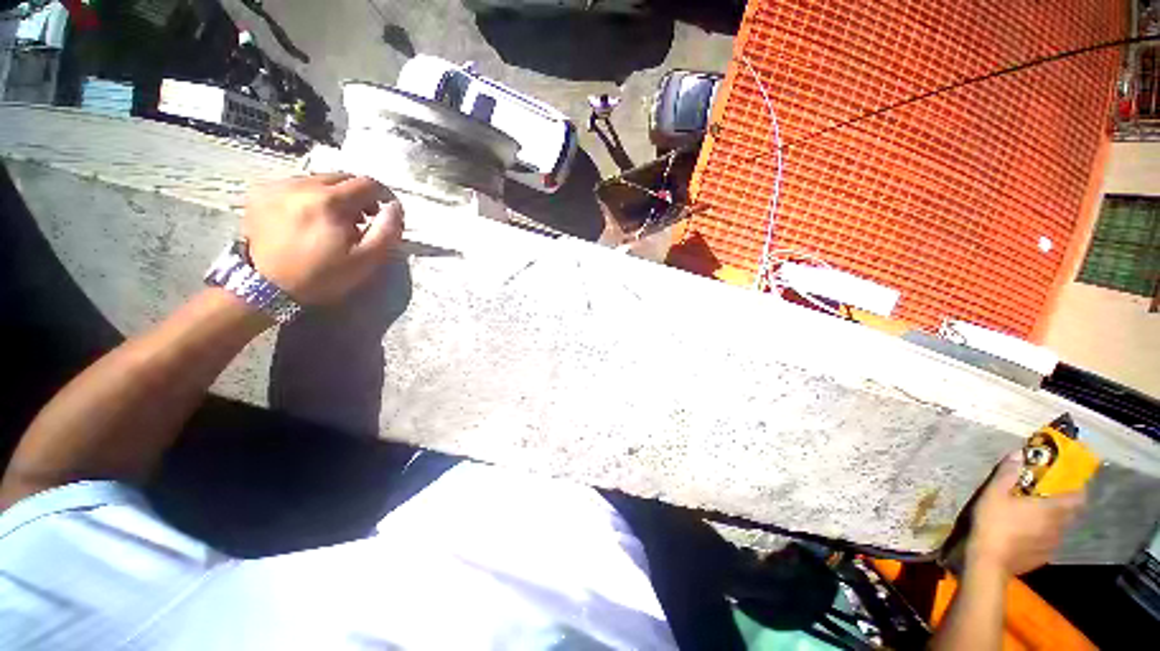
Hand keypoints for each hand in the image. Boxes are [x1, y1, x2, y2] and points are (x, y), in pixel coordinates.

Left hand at [243, 174, 404, 304]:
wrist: (268, 287)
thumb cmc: (324, 275)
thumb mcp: (366, 259)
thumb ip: (387, 231)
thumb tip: (396, 207)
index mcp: (329, 201)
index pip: (367, 183)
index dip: (382, 197)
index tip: (383, 214)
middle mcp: (302, 185)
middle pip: (342, 177)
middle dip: (358, 195)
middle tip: (361, 219)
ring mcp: (277, 186)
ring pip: (319, 179)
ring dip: (334, 195)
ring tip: (334, 220)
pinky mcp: (261, 192)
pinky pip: (296, 184)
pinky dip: (310, 196)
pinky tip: (309, 217)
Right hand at [966, 451, 1086, 575]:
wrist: (990, 561)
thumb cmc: (994, 523)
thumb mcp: (993, 494)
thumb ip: (1007, 474)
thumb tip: (1019, 454)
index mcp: (1052, 509)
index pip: (1078, 497)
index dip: (1078, 489)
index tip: (1071, 482)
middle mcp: (1059, 526)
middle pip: (1072, 513)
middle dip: (1065, 504)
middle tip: (1051, 497)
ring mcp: (1052, 544)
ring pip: (1061, 528)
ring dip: (1055, 520)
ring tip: (1039, 516)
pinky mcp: (1044, 556)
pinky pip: (1051, 540)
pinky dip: (1045, 534)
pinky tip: (1030, 534)